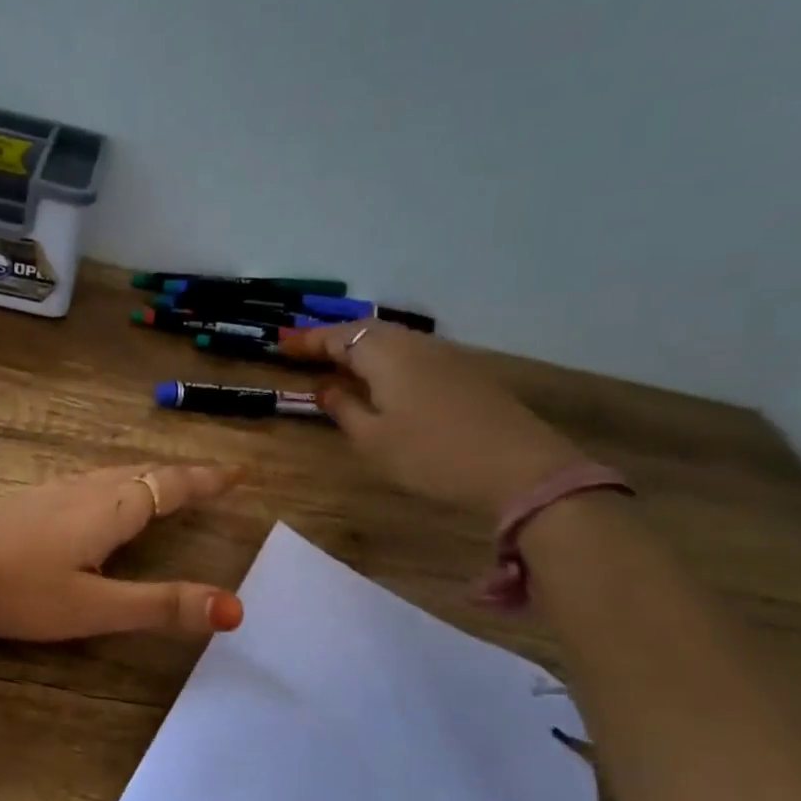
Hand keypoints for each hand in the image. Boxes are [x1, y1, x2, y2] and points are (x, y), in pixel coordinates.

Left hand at [0, 464, 246, 639]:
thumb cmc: (17, 589)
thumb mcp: (94, 607)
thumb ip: (161, 606)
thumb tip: (235, 609)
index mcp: (112, 509)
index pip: (173, 485)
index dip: (208, 480)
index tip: (240, 472)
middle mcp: (86, 490)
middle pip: (145, 472)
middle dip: (182, 475)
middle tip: (211, 478)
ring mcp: (52, 491)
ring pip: (114, 474)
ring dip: (148, 476)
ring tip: (165, 484)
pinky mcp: (27, 502)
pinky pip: (89, 482)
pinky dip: (116, 483)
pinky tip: (98, 500)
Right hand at [280, 324, 584, 518]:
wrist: (518, 468)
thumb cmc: (430, 455)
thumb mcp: (372, 440)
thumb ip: (343, 409)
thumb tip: (324, 388)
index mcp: (385, 353)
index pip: (338, 336)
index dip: (308, 341)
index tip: (282, 347)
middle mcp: (415, 344)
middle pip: (368, 331)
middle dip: (334, 340)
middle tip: (307, 354)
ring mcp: (445, 356)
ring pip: (393, 342)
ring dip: (362, 350)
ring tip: (339, 366)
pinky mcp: (465, 374)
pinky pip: (413, 356)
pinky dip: (387, 362)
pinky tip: (383, 382)